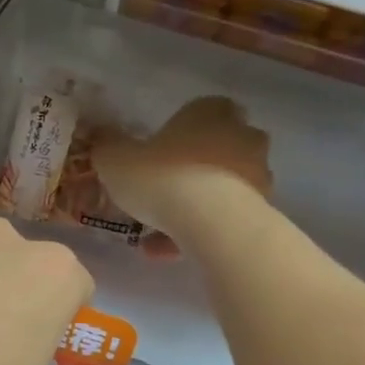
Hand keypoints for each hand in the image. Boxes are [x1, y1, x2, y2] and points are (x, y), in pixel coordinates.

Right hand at [92, 97, 273, 241]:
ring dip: (192, 207)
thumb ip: (108, 149)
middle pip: (213, 148)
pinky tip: (169, 253)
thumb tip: (103, 141)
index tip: (153, 157)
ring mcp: (256, 172)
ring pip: (218, 187)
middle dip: (189, 170)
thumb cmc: (162, 177)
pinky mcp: (261, 208)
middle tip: (157, 195)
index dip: (175, 134)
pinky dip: (198, 232)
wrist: (211, 220)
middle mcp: (240, 135)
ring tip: (155, 237)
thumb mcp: (116, 161)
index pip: (197, 111)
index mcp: (209, 112)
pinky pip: (223, 217)